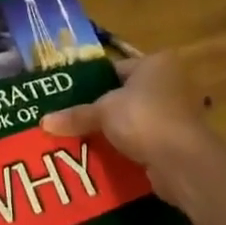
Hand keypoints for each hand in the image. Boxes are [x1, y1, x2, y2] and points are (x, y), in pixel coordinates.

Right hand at [41, 52, 214, 210]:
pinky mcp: (178, 141)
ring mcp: (178, 113)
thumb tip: (43, 122)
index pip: (115, 69)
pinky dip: (129, 148)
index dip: (91, 83)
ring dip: (116, 130)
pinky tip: (105, 156)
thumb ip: (76, 115)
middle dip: (103, 109)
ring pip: (135, 119)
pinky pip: (145, 140)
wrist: (182, 161)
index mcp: (155, 63)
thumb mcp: (103, 111)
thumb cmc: (143, 118)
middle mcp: (171, 82)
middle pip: (126, 95)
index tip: (69, 97)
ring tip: (84, 139)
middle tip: (72, 119)